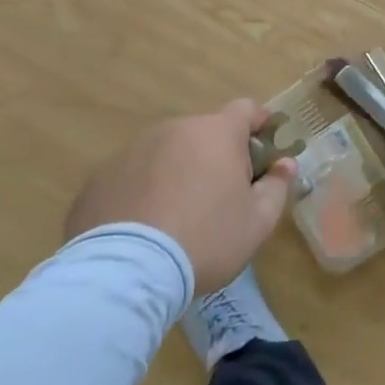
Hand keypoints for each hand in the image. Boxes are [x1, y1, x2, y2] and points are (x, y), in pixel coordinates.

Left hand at [65, 100, 297, 295]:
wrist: (125, 274)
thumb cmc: (206, 240)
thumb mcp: (258, 221)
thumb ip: (277, 186)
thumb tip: (285, 164)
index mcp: (216, 132)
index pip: (246, 109)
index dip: (259, 124)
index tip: (263, 150)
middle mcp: (174, 129)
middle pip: (205, 133)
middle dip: (216, 156)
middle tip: (221, 196)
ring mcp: (132, 151)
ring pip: (167, 153)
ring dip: (178, 172)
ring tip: (177, 217)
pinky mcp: (99, 178)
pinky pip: (133, 177)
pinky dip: (144, 192)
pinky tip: (144, 229)